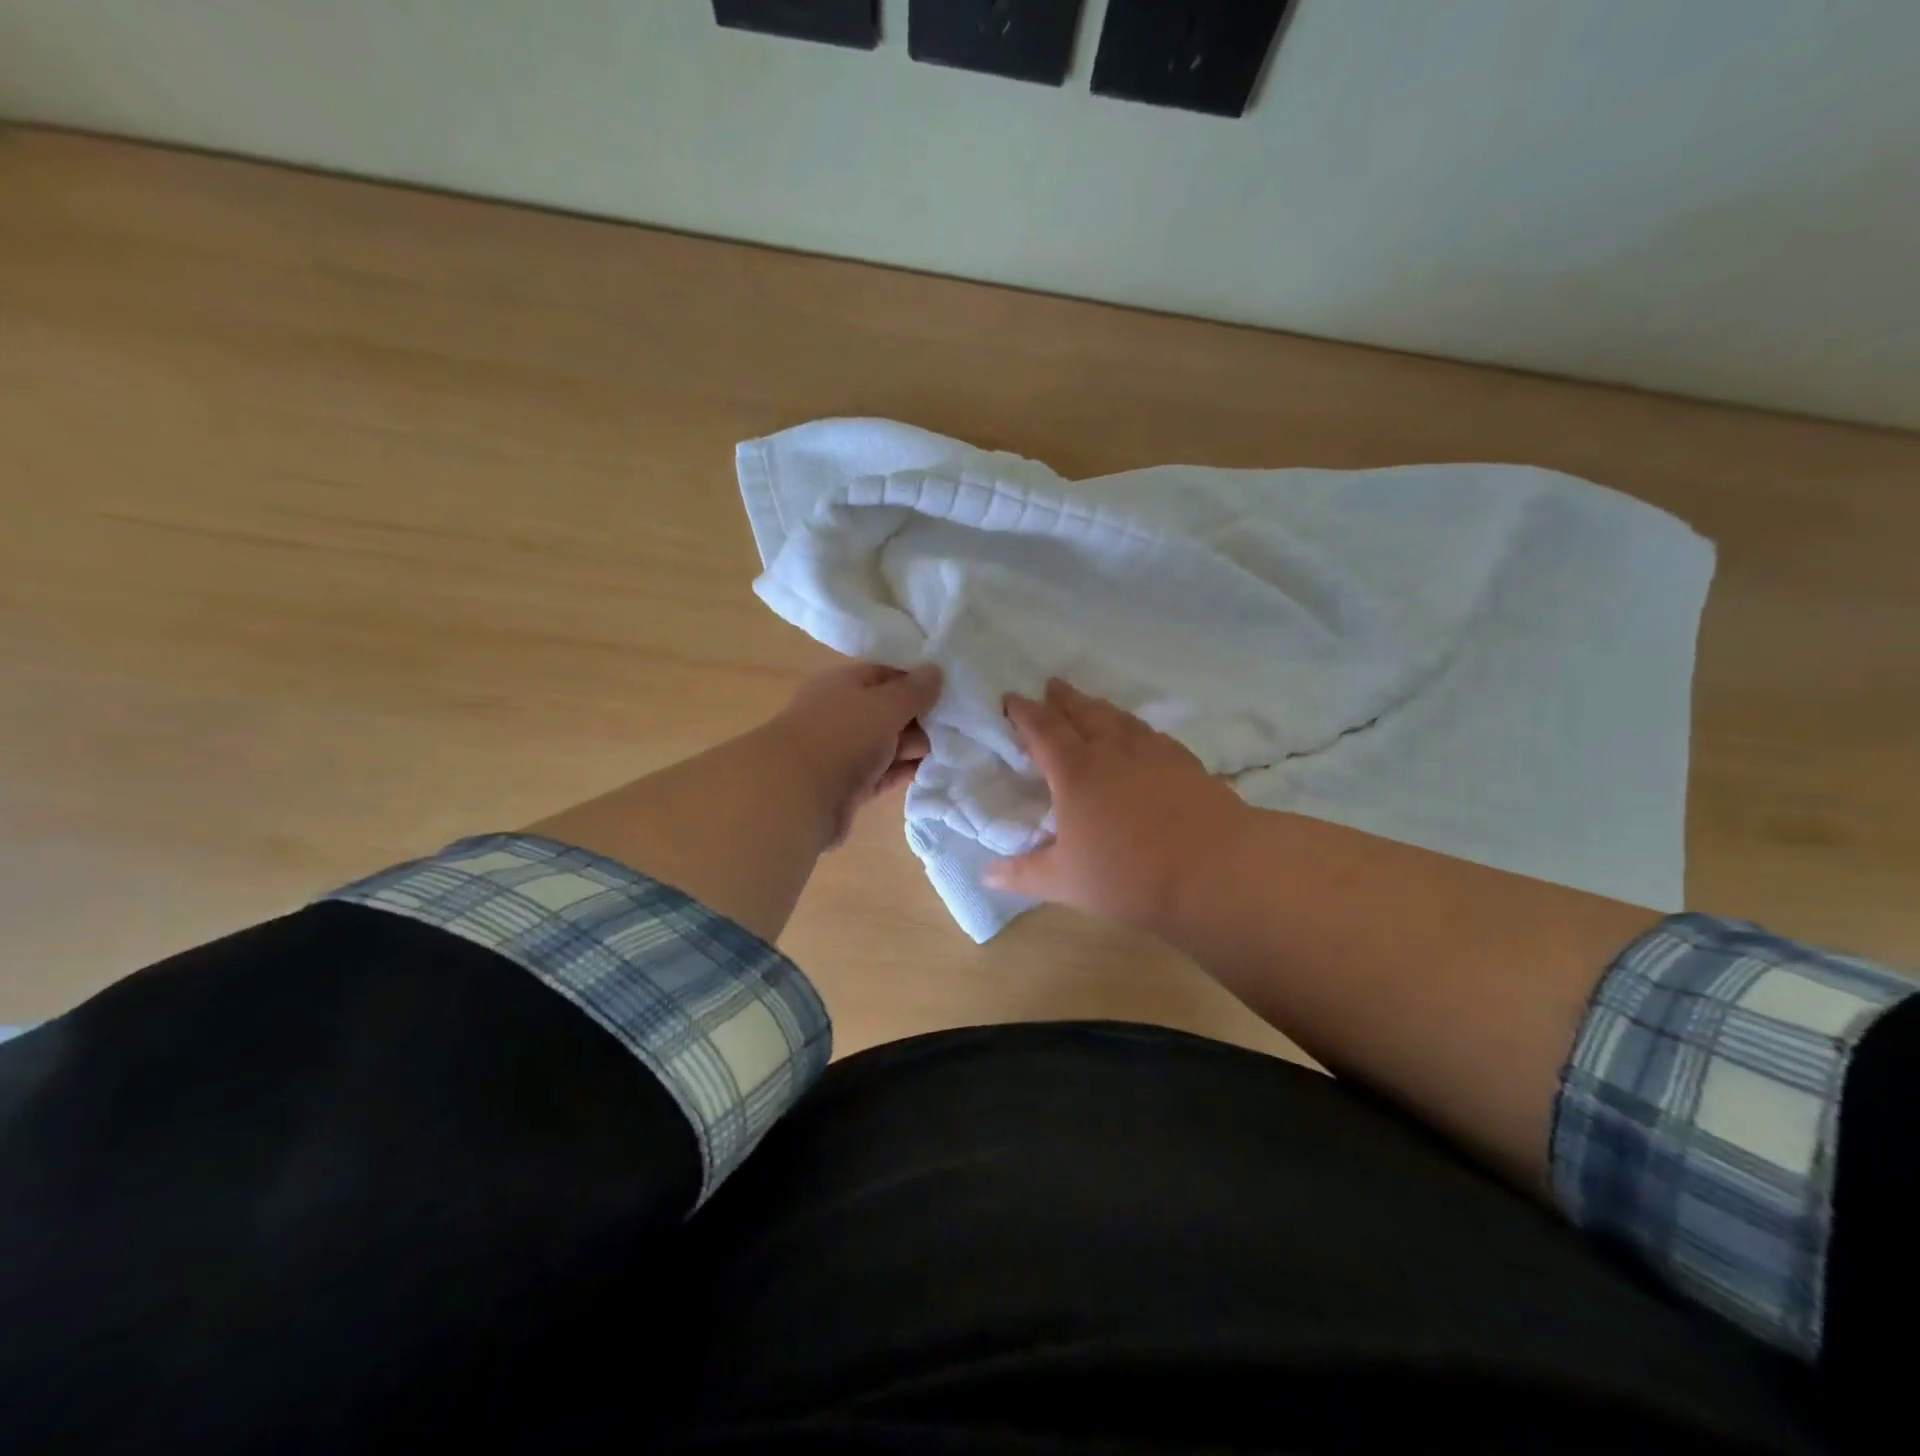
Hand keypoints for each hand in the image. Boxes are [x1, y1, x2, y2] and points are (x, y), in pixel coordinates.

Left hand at [768, 661, 942, 847]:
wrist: (798, 795)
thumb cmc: (843, 735)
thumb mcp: (885, 704)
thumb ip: (914, 690)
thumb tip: (935, 671)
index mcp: (843, 684)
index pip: (886, 674)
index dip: (917, 680)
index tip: (950, 689)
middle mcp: (842, 714)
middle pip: (890, 711)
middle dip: (920, 718)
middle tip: (954, 725)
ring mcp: (845, 752)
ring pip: (889, 744)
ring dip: (915, 748)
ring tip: (951, 750)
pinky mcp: (850, 786)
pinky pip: (885, 774)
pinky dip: (905, 772)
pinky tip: (932, 772)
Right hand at [985, 679, 1248, 931]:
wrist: (1215, 869)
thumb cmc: (1128, 874)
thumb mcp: (1065, 881)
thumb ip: (1023, 874)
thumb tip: (987, 874)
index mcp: (1075, 771)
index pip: (1042, 729)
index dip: (1024, 712)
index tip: (1011, 698)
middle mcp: (1111, 751)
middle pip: (1082, 712)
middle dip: (1063, 698)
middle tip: (1051, 686)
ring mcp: (1152, 753)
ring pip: (1119, 718)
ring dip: (1099, 707)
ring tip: (1090, 703)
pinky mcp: (1185, 763)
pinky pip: (1152, 735)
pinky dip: (1136, 728)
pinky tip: (1141, 736)